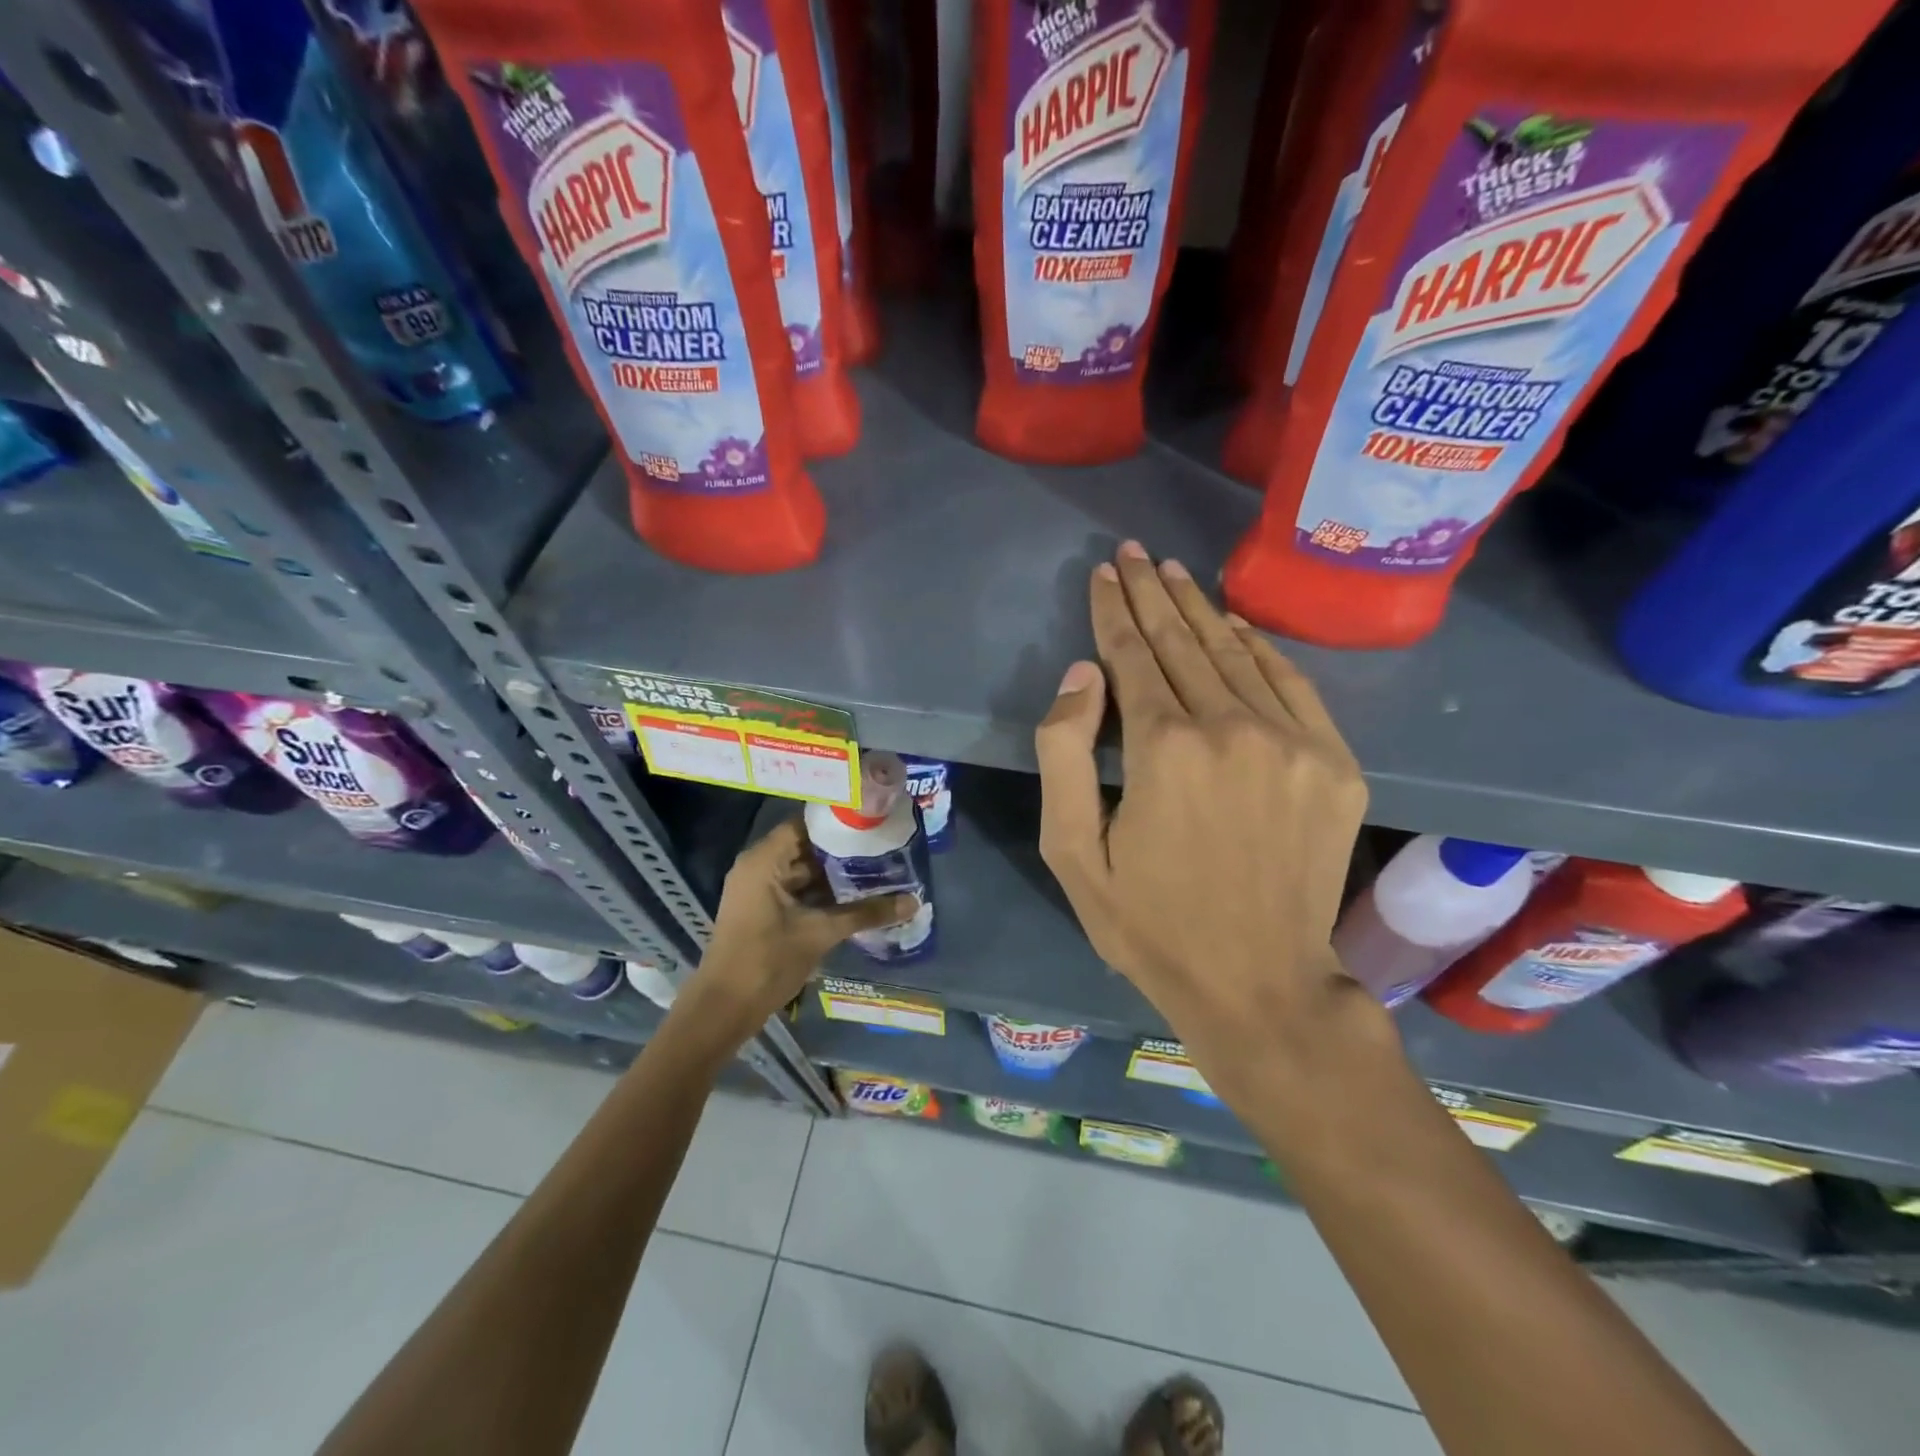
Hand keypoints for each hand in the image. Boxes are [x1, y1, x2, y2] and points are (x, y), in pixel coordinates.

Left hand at [683, 817, 914, 1043]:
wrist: (724, 1008)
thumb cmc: (767, 961)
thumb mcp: (821, 933)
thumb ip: (866, 913)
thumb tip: (913, 902)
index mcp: (764, 860)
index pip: (805, 823)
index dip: (838, 821)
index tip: (872, 820)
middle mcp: (758, 866)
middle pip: (805, 845)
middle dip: (842, 848)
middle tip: (882, 844)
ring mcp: (758, 889)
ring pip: (802, 870)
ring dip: (834, 872)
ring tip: (876, 867)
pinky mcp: (762, 909)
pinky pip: (795, 889)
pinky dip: (821, 891)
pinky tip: (854, 895)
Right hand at [1035, 541, 1371, 1088]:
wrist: (1261, 984)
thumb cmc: (1151, 925)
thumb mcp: (1073, 853)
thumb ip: (1064, 754)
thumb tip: (1084, 674)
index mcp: (1165, 749)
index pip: (1133, 655)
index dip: (1114, 610)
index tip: (1104, 573)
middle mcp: (1233, 728)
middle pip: (1183, 641)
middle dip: (1153, 592)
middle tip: (1135, 552)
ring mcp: (1294, 742)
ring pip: (1237, 654)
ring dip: (1201, 609)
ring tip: (1176, 572)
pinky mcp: (1336, 764)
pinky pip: (1293, 684)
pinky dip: (1260, 648)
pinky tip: (1236, 625)